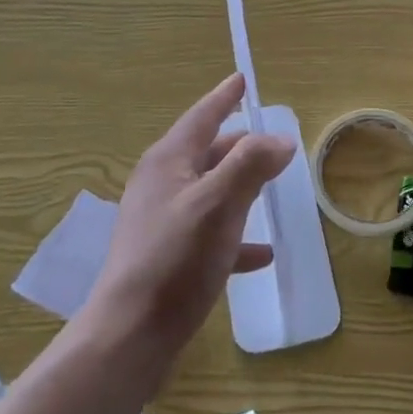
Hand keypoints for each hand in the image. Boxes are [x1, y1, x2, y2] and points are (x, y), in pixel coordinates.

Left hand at [86, 73, 293, 363]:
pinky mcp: (167, 257)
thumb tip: (281, 138)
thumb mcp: (218, 204)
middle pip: (207, 152)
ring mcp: (161, 222)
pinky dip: (235, 235)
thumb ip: (251, 165)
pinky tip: (262, 253)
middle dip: (239, 145)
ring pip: (210, 192)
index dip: (224, 97)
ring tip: (272, 188)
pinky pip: (209, 234)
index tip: (242, 78)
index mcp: (168, 161)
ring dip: (240, 188)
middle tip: (270, 141)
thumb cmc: (176, 259)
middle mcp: (161, 184)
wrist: (130, 335)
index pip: (201, 116)